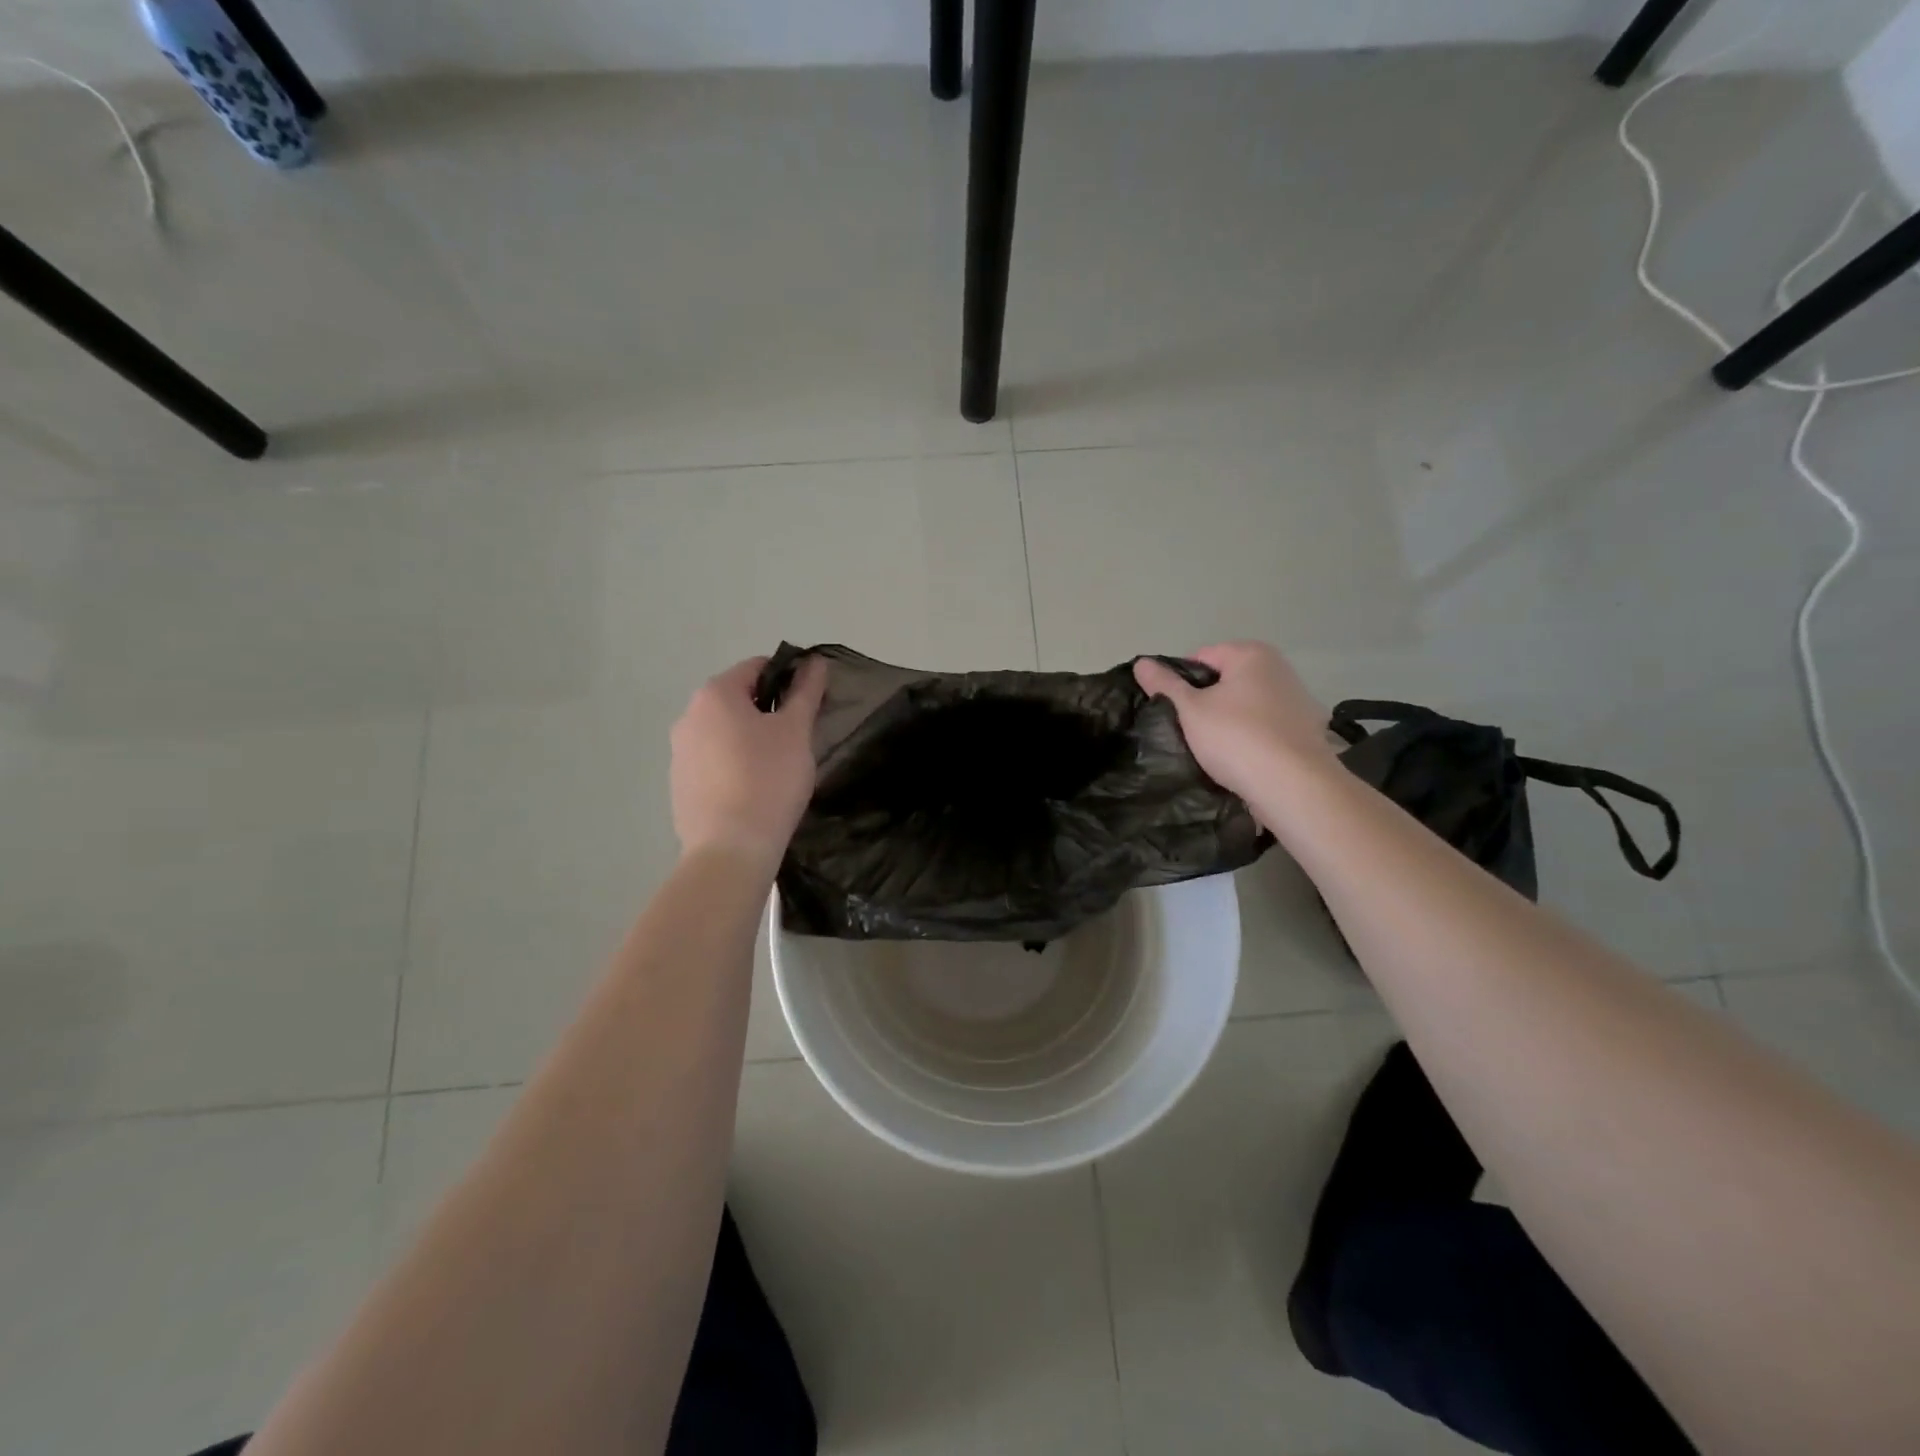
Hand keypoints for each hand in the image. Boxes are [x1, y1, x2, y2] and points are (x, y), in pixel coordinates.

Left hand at [670, 655, 828, 870]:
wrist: (731, 849)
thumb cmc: (769, 779)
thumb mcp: (796, 730)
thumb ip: (806, 691)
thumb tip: (815, 661)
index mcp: (715, 694)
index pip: (758, 667)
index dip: (790, 679)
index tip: (810, 706)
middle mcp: (688, 715)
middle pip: (739, 699)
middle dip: (769, 712)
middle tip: (798, 740)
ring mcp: (679, 752)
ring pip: (725, 732)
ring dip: (751, 739)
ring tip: (777, 769)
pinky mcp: (680, 784)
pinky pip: (714, 761)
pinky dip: (734, 765)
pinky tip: (754, 791)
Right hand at [1134, 642, 1333, 799]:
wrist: (1294, 787)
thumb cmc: (1236, 738)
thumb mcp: (1190, 710)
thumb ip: (1164, 684)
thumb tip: (1141, 662)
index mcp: (1252, 654)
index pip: (1201, 657)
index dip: (1180, 682)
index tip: (1172, 710)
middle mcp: (1280, 669)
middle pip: (1226, 680)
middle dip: (1206, 702)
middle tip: (1188, 730)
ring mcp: (1298, 701)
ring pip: (1246, 706)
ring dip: (1228, 722)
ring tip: (1212, 750)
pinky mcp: (1307, 732)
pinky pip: (1266, 728)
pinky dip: (1251, 738)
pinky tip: (1241, 760)